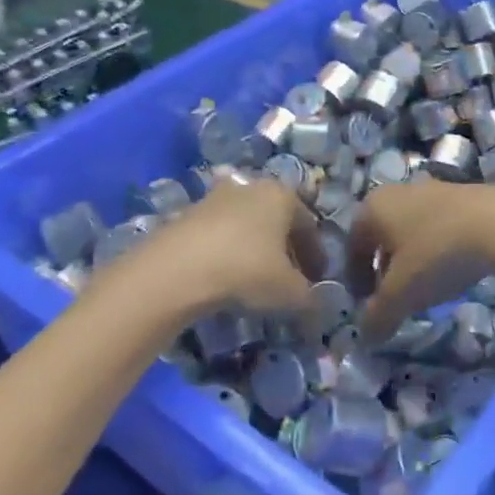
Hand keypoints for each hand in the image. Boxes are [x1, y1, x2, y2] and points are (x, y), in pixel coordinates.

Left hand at [96, 179, 321, 324]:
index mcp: (283, 195)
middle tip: (288, 279)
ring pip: (247, 225)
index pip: (309, 225)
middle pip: (277, 220)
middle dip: (285, 249)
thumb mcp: (289, 291)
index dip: (316, 255)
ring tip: (255, 281)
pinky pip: (219, 234)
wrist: (176, 271)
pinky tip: (225, 278)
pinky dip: (228, 253)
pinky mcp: (187, 215)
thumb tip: (318, 307)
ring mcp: (216, 198)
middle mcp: (252, 187)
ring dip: (255, 249)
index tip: (316, 280)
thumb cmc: (246, 269)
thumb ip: (310, 298)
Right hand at [347, 181, 494, 344]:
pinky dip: (442, 249)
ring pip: (414, 230)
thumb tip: (366, 336)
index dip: (356, 278)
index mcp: (374, 208)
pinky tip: (457, 270)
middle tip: (395, 298)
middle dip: (386, 268)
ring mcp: (436, 189)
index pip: (352, 245)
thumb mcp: (400, 295)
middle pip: (384, 236)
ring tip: (429, 288)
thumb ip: (378, 317)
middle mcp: (400, 192)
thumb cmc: (437, 254)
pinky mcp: (468, 195)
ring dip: (415, 259)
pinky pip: (442, 227)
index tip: (366, 304)